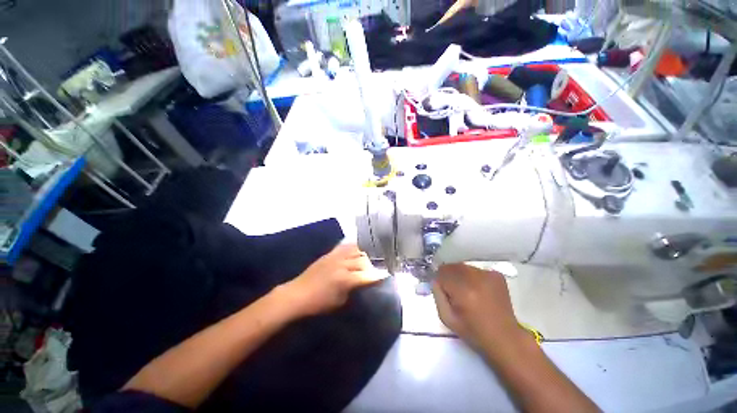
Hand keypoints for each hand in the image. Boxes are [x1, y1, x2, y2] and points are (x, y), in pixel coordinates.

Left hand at [280, 244, 386, 316]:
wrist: (297, 294)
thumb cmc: (319, 303)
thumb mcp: (340, 301)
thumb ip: (354, 288)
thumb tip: (363, 281)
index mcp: (345, 279)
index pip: (367, 275)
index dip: (378, 275)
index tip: (387, 274)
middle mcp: (342, 264)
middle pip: (364, 260)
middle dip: (374, 263)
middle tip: (381, 265)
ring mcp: (335, 257)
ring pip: (356, 250)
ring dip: (365, 253)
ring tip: (372, 254)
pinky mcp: (330, 254)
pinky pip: (345, 246)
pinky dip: (354, 246)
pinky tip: (359, 246)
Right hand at [432, 263, 523, 350]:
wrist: (504, 337)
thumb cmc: (473, 331)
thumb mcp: (447, 318)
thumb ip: (437, 295)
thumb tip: (436, 280)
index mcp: (463, 291)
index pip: (442, 272)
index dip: (440, 279)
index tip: (442, 289)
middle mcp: (476, 279)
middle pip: (453, 266)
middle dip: (449, 275)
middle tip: (453, 289)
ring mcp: (488, 275)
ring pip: (464, 267)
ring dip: (461, 275)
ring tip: (466, 290)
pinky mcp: (497, 275)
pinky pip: (476, 269)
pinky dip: (473, 276)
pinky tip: (478, 290)